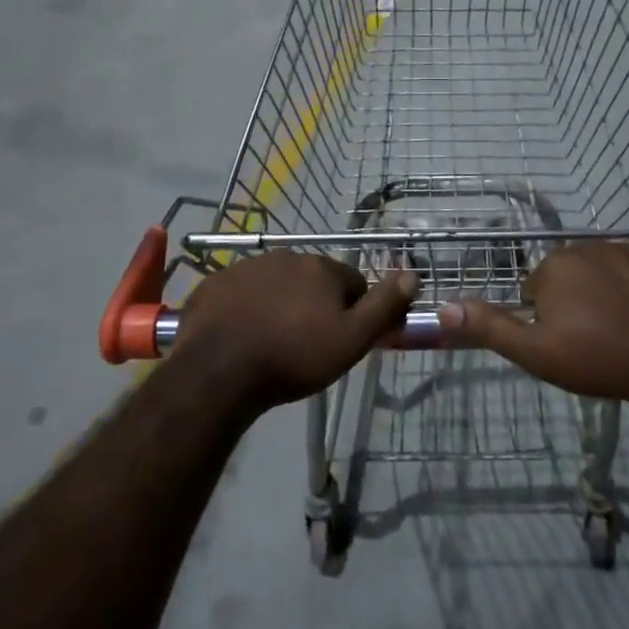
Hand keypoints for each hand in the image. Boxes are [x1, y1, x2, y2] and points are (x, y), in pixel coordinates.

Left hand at [172, 253, 417, 415]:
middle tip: (306, 345)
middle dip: (315, 305)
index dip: (352, 312)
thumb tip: (413, 274)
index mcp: (321, 267)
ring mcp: (246, 267)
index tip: (340, 340)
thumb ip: (384, 305)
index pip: (352, 283)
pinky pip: (241, 293)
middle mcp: (286, 256)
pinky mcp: (215, 283)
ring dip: (280, 305)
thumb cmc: (294, 357)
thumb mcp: (351, 339)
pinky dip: (246, 308)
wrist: (218, 371)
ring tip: (272, 343)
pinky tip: (241, 336)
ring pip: (276, 284)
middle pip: (313, 281)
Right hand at [440, 242, 628, 407]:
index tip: (566, 341)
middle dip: (577, 299)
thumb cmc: (597, 358)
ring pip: (607, 270)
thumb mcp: (535, 352)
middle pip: (573, 274)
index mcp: (555, 266)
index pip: (539, 287)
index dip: (549, 317)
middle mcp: (588, 247)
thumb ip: (490, 327)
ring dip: (609, 292)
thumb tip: (444, 306)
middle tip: (594, 337)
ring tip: (624, 329)